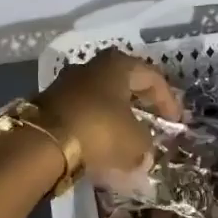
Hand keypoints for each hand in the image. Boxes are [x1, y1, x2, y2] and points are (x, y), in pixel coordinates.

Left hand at [36, 49, 183, 176]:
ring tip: (126, 140)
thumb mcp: (135, 142)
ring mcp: (66, 84)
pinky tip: (101, 147)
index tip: (176, 122)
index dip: (168, 100)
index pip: (152, 77)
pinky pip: (81, 114)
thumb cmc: (99, 131)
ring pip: (100, 98)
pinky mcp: (48, 105)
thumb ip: (145, 144)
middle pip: (124, 83)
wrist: (41, 143)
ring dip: (115, 117)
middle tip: (153, 122)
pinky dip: (95, 128)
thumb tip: (143, 152)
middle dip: (140, 104)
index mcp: (117, 65)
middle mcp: (91, 67)